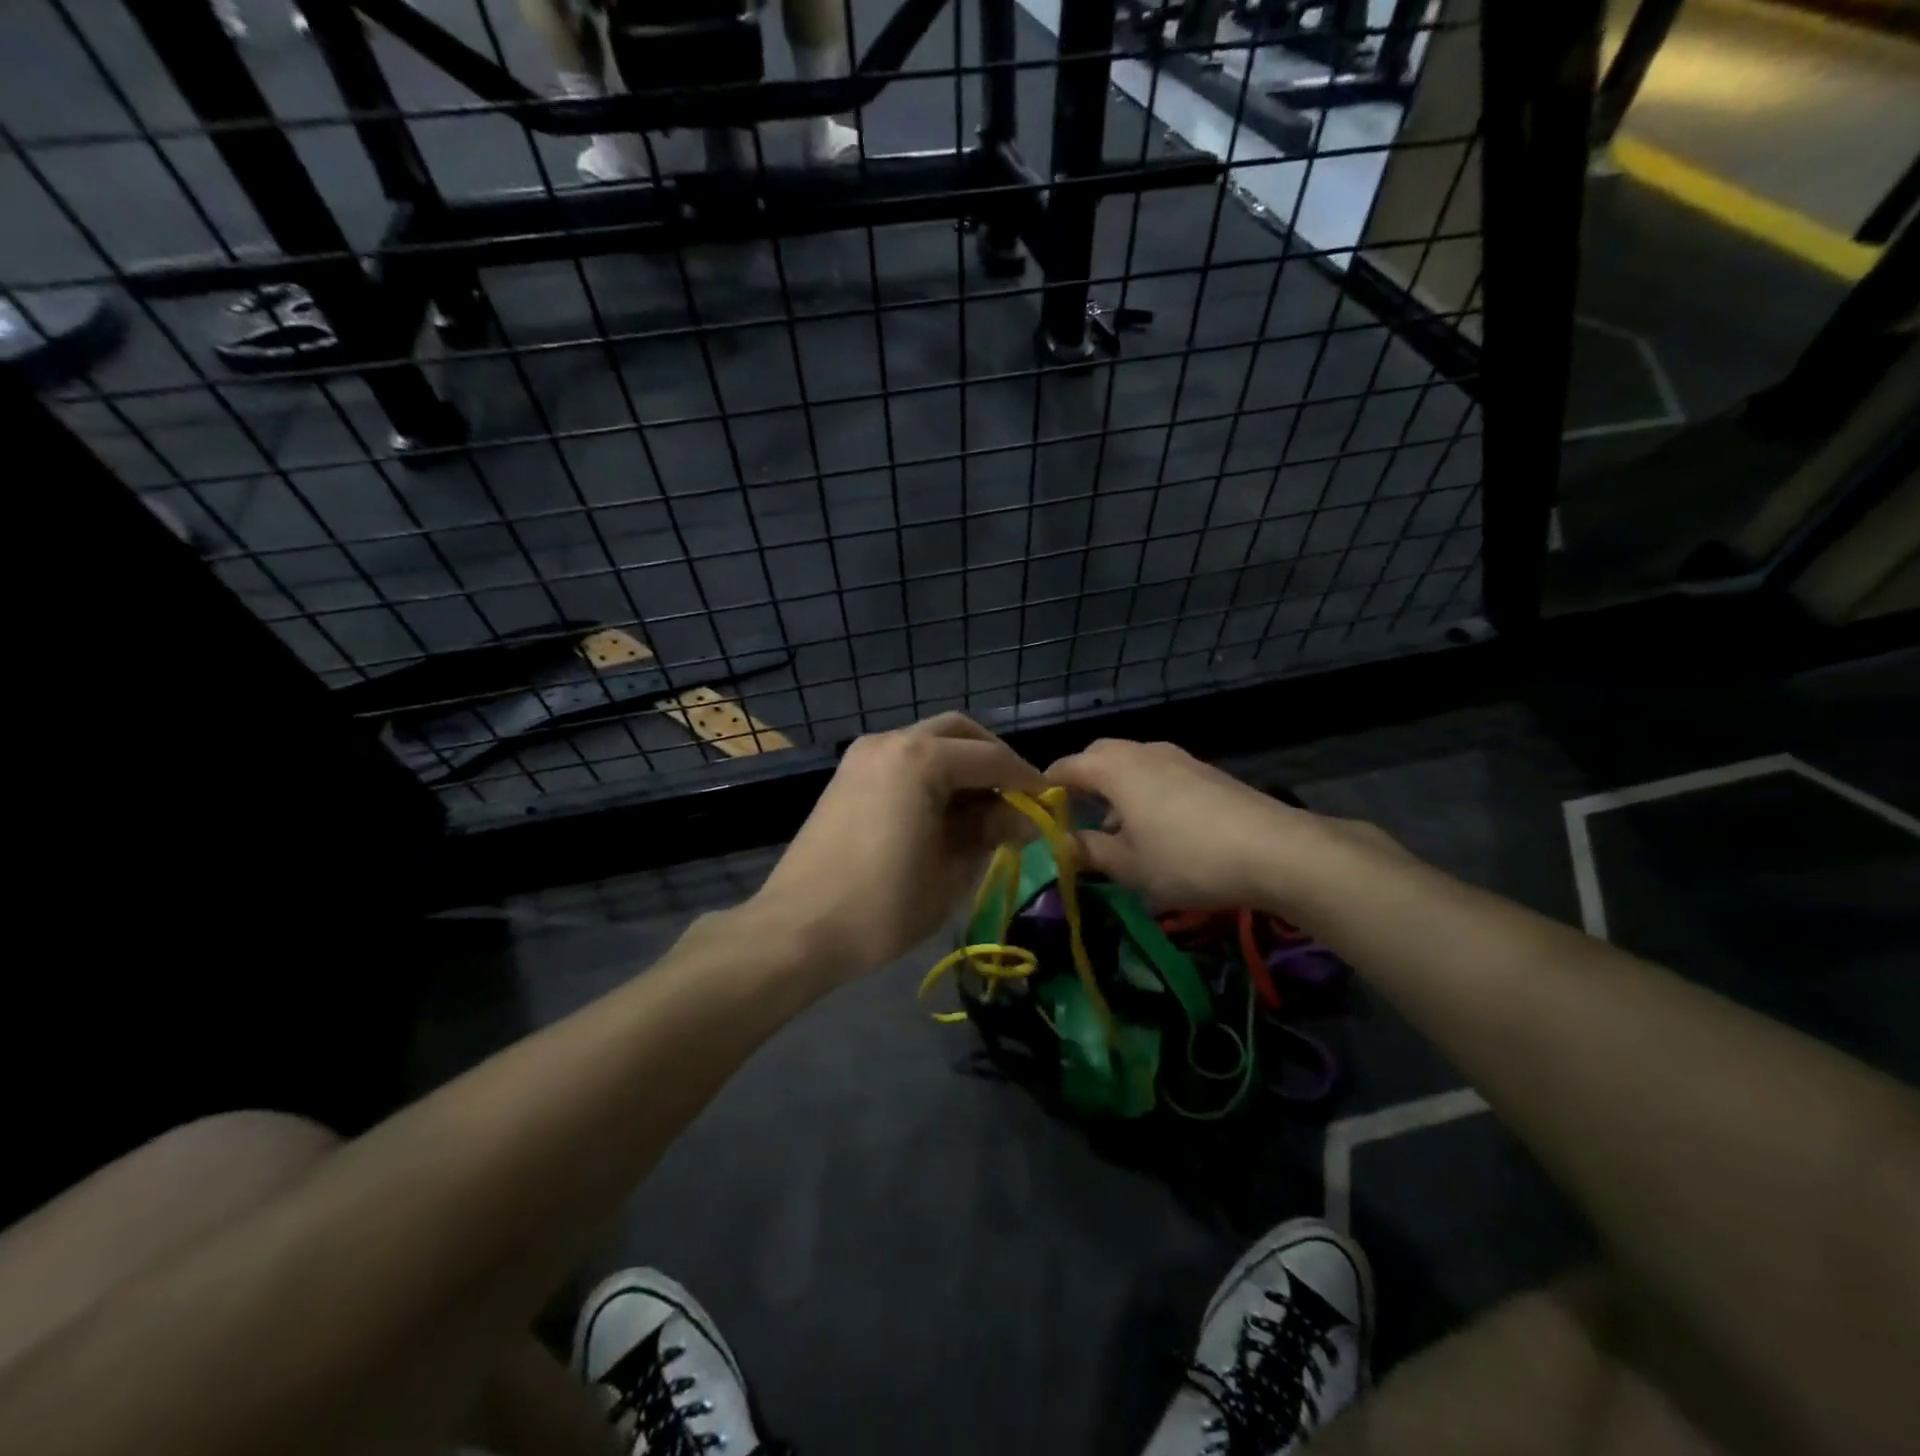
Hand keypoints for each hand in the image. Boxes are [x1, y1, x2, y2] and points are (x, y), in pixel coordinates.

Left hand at [750, 714, 1047, 983]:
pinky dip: (931, 773)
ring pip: (928, 741)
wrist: (797, 930)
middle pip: (958, 732)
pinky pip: (903, 759)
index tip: (1049, 803)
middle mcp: (891, 741)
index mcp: (920, 758)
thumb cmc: (883, 906)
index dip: (1027, 780)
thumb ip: (992, 832)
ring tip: (984, 808)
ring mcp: (863, 755)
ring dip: (961, 764)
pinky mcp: (847, 776)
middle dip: (993, 758)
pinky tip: (944, 811)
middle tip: (1017, 796)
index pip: (991, 759)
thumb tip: (1026, 816)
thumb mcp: (951, 871)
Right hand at [1045, 738, 1398, 915]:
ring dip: (1115, 790)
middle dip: (1082, 783)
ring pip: (1132, 765)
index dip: (1045, 788)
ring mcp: (1179, 758)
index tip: (1036, 813)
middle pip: (1099, 756)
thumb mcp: (1129, 866)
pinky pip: (1159, 774)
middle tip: (1074, 818)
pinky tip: (1158, 830)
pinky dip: (1145, 793)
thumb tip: (1062, 845)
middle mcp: (1144, 752)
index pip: (1065, 766)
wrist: (1276, 850)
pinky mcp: (1206, 772)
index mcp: (1115, 768)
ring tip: (1116, 831)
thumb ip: (1089, 852)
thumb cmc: (1187, 858)